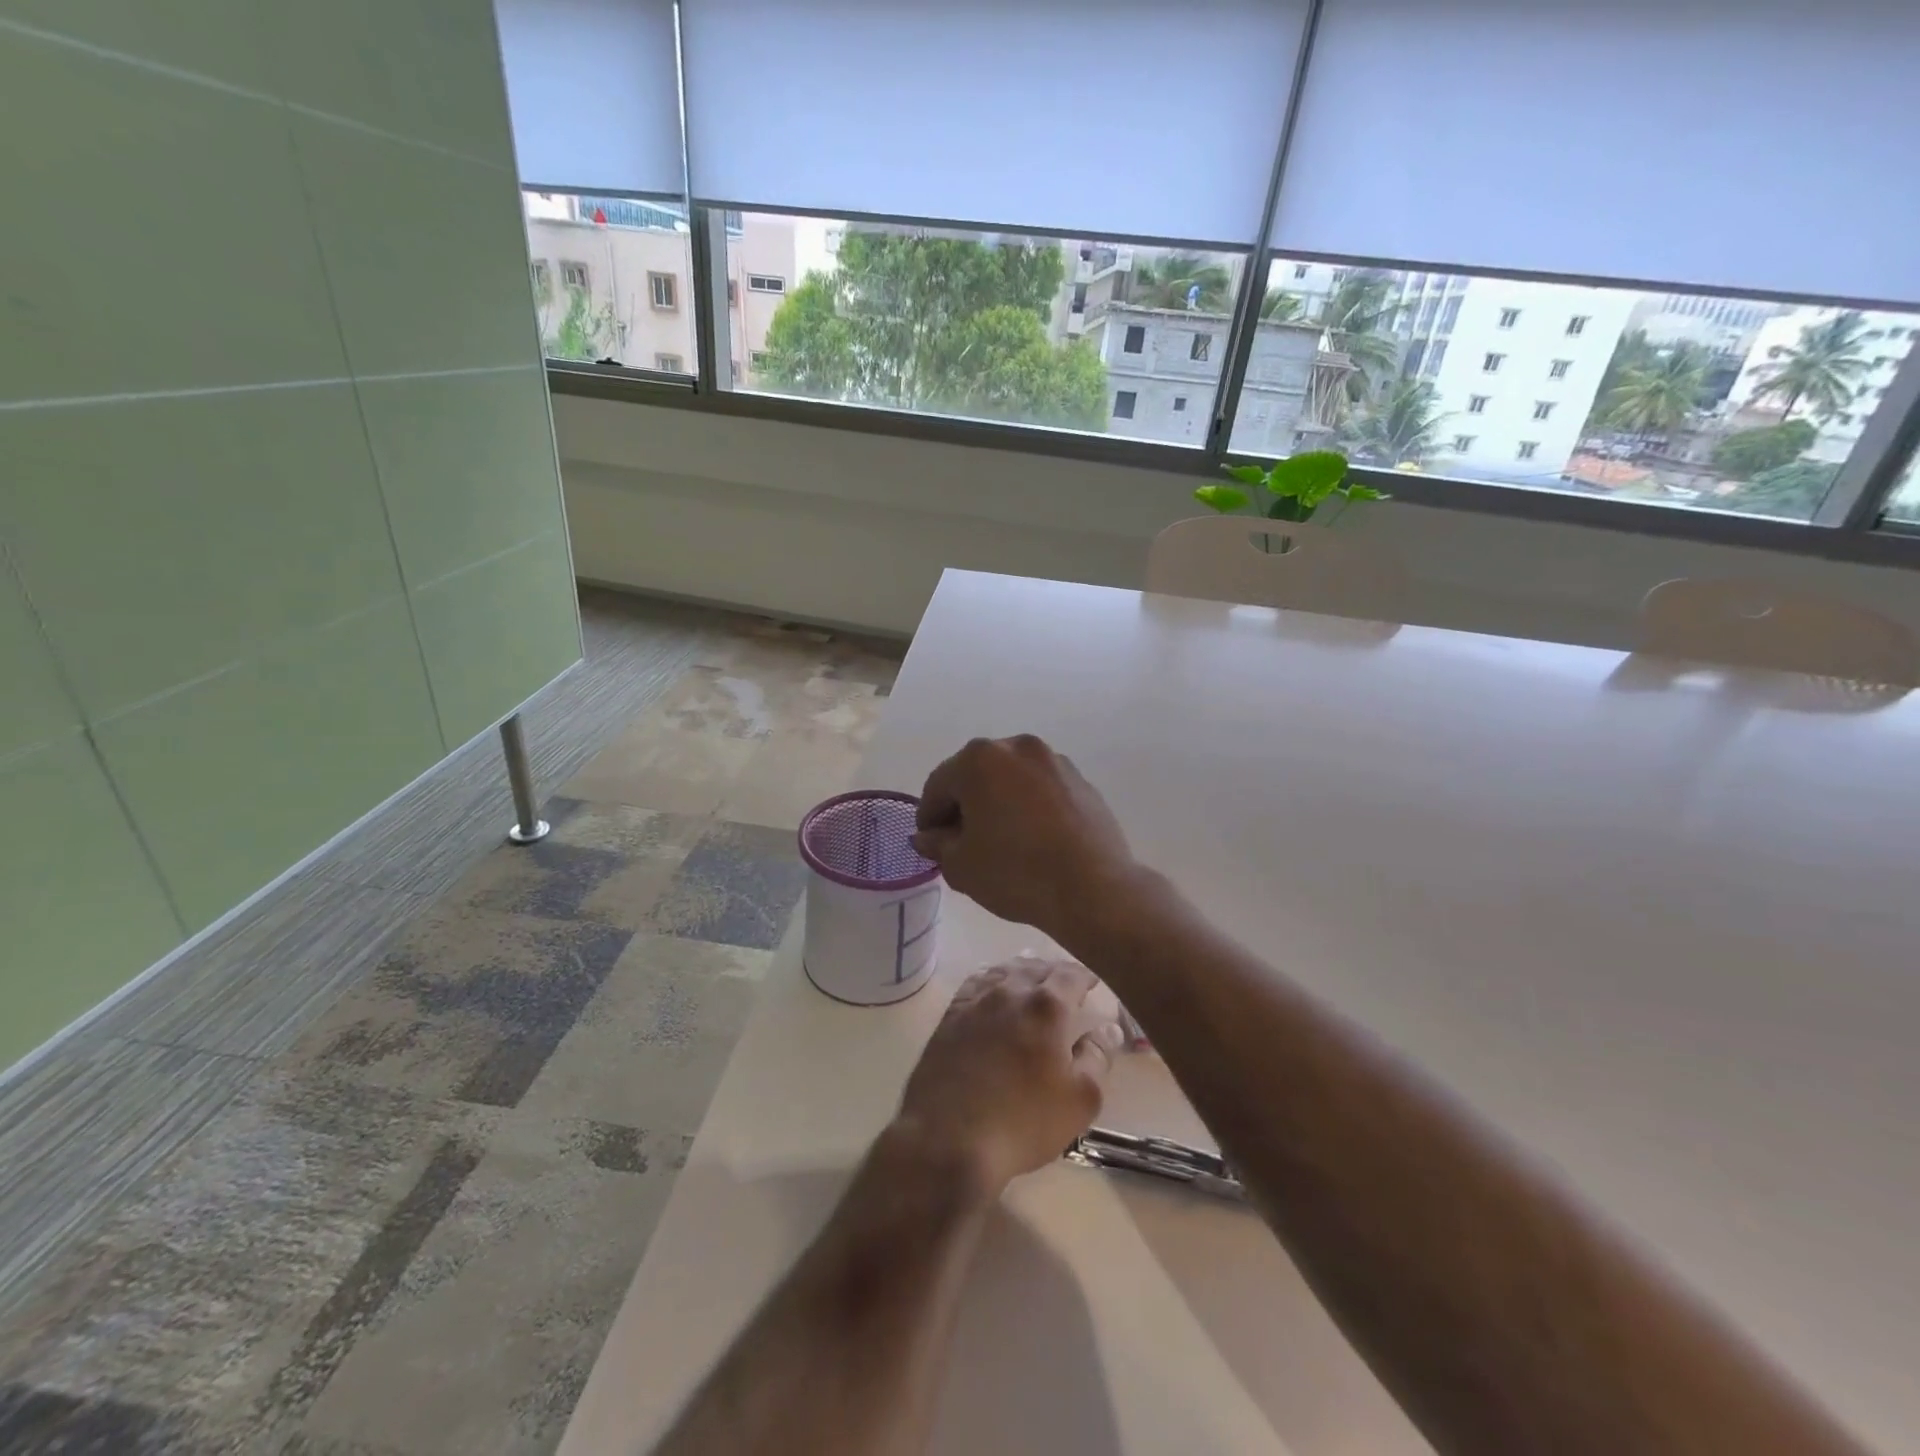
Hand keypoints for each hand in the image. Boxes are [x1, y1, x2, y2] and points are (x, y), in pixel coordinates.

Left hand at [896, 957, 1122, 1194]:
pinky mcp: (951, 1015)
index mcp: (1047, 1006)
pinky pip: (976, 983)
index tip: (1093, 980)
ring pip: (1005, 971)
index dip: (1085, 975)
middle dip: (1055, 971)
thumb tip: (1108, 1029)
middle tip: (1066, 982)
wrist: (950, 1138)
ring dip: (1023, 971)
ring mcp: (976, 1001)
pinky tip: (994, 988)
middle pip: (1037, 967)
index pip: (1071, 975)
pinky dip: (992, 979)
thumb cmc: (1024, 1122)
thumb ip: (1097, 1058)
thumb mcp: (1080, 1100)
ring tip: (1033, 979)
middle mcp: (1011, 991)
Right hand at [911, 735, 1136, 943]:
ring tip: (1002, 841)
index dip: (929, 817)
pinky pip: (1042, 790)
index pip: (939, 785)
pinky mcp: (1082, 781)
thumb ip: (937, 844)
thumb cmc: (1015, 872)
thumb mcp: (960, 865)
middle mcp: (1017, 747)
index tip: (932, 844)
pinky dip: (1030, 806)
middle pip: (976, 774)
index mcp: (979, 759)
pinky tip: (1034, 839)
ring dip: (999, 802)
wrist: (1093, 888)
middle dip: (965, 805)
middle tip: (963, 843)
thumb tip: (929, 836)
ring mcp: (1055, 761)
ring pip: (1012, 779)